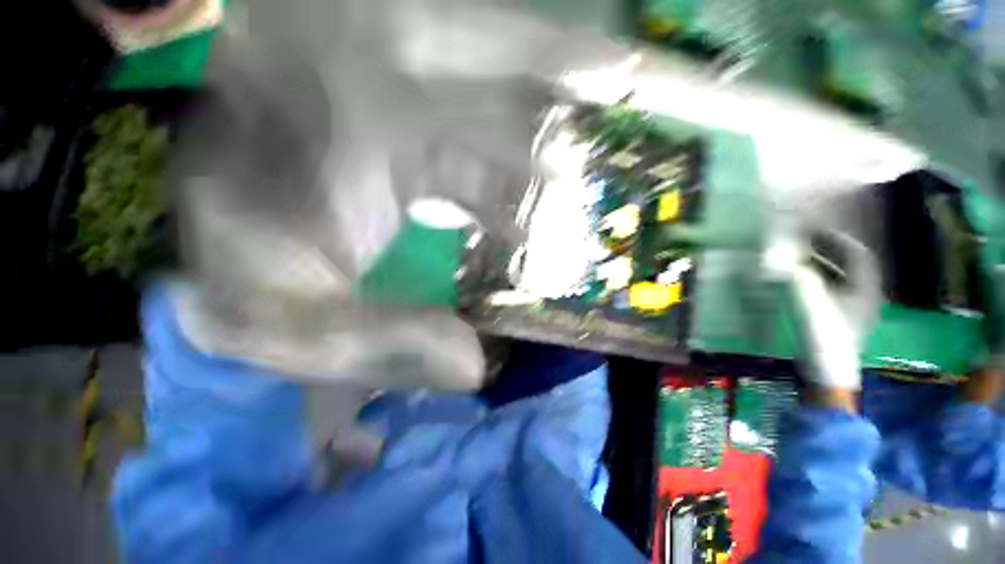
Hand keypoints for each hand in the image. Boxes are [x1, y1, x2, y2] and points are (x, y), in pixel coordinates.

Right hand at [767, 228, 880, 395]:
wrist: (826, 373)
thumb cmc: (823, 335)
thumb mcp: (810, 303)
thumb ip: (798, 277)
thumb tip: (783, 257)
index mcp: (865, 289)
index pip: (857, 254)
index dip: (836, 239)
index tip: (813, 229)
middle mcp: (864, 295)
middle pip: (849, 264)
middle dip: (827, 250)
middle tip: (802, 240)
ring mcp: (852, 308)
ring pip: (839, 276)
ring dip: (820, 263)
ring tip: (797, 257)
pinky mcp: (838, 318)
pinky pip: (830, 288)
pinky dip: (815, 279)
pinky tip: (799, 280)